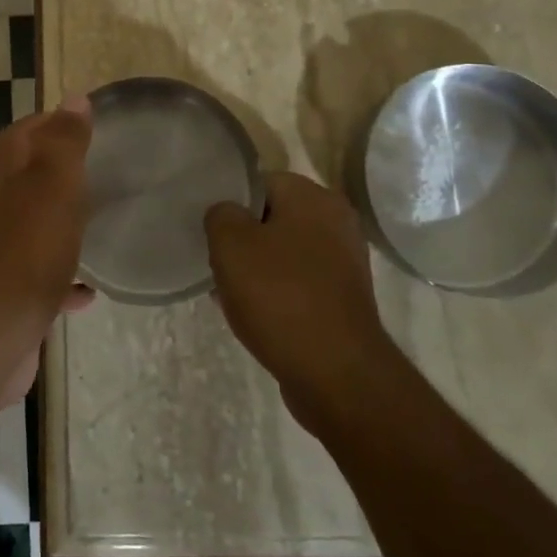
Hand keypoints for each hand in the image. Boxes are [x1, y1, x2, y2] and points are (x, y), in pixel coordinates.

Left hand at [0, 98, 95, 405]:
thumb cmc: (25, 252)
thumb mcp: (52, 186)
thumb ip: (64, 143)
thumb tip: (74, 99)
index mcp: (3, 177)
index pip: (22, 133)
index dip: (50, 121)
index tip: (85, 118)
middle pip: (25, 177)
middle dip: (58, 168)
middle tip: (100, 167)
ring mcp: (0, 254)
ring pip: (34, 225)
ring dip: (61, 220)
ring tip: (99, 219)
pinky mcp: (10, 295)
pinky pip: (43, 278)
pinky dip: (65, 277)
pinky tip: (90, 290)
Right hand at [205, 172, 393, 422]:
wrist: (336, 374)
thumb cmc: (280, 296)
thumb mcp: (230, 244)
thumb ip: (220, 215)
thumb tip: (227, 214)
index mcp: (314, 197)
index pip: (261, 182)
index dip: (231, 204)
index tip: (211, 231)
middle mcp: (337, 222)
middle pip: (273, 218)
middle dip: (243, 240)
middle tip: (219, 263)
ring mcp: (345, 263)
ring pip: (285, 253)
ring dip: (258, 270)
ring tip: (231, 293)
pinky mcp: (345, 299)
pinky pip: (299, 283)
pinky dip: (278, 294)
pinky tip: (256, 316)